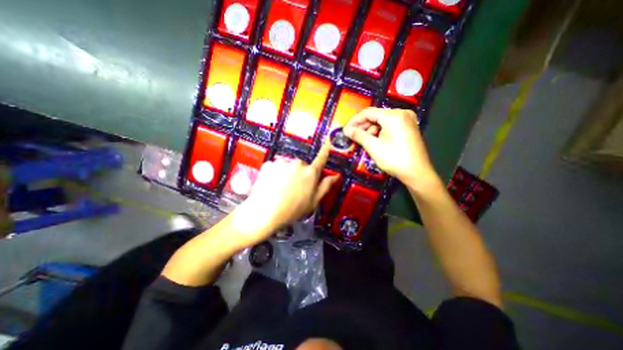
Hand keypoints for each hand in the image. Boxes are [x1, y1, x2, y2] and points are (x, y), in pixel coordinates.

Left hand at [230, 141, 338, 247]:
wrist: (265, 212)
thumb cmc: (293, 209)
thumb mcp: (313, 201)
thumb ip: (325, 186)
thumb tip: (336, 176)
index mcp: (310, 173)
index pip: (320, 159)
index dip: (325, 151)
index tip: (327, 142)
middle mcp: (297, 164)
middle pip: (301, 165)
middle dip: (299, 172)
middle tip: (294, 187)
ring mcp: (282, 163)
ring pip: (287, 165)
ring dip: (286, 172)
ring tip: (280, 187)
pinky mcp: (269, 164)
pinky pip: (275, 167)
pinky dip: (274, 173)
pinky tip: (271, 184)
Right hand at [346, 107, 436, 187]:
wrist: (417, 173)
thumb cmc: (394, 159)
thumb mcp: (373, 147)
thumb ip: (359, 135)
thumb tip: (347, 130)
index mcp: (393, 116)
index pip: (368, 113)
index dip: (354, 121)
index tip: (345, 130)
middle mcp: (402, 113)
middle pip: (376, 115)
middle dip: (362, 126)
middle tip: (352, 136)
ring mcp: (407, 119)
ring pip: (382, 121)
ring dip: (370, 129)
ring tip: (363, 140)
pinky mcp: (409, 127)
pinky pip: (390, 125)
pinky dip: (380, 131)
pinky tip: (374, 140)